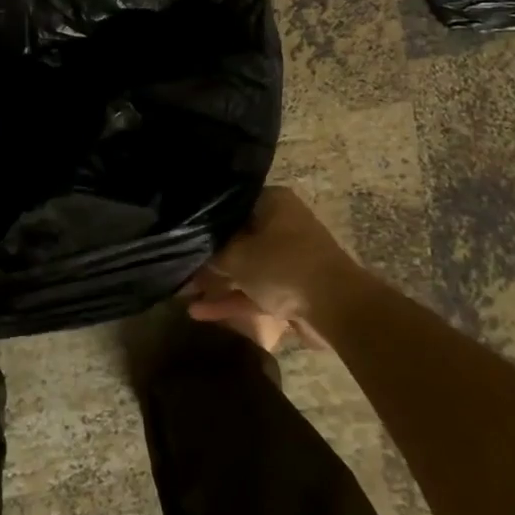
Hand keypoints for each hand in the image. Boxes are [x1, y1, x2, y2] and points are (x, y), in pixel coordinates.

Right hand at [188, 186, 357, 330]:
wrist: (336, 308)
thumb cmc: (282, 266)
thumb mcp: (237, 254)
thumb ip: (212, 252)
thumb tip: (191, 247)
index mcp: (273, 203)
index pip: (231, 203)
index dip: (204, 217)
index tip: (181, 228)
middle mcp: (281, 225)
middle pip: (237, 236)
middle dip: (208, 255)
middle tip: (178, 262)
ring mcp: (288, 259)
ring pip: (245, 267)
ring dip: (216, 281)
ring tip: (181, 290)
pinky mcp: (291, 290)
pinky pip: (255, 291)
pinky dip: (231, 300)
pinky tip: (198, 312)